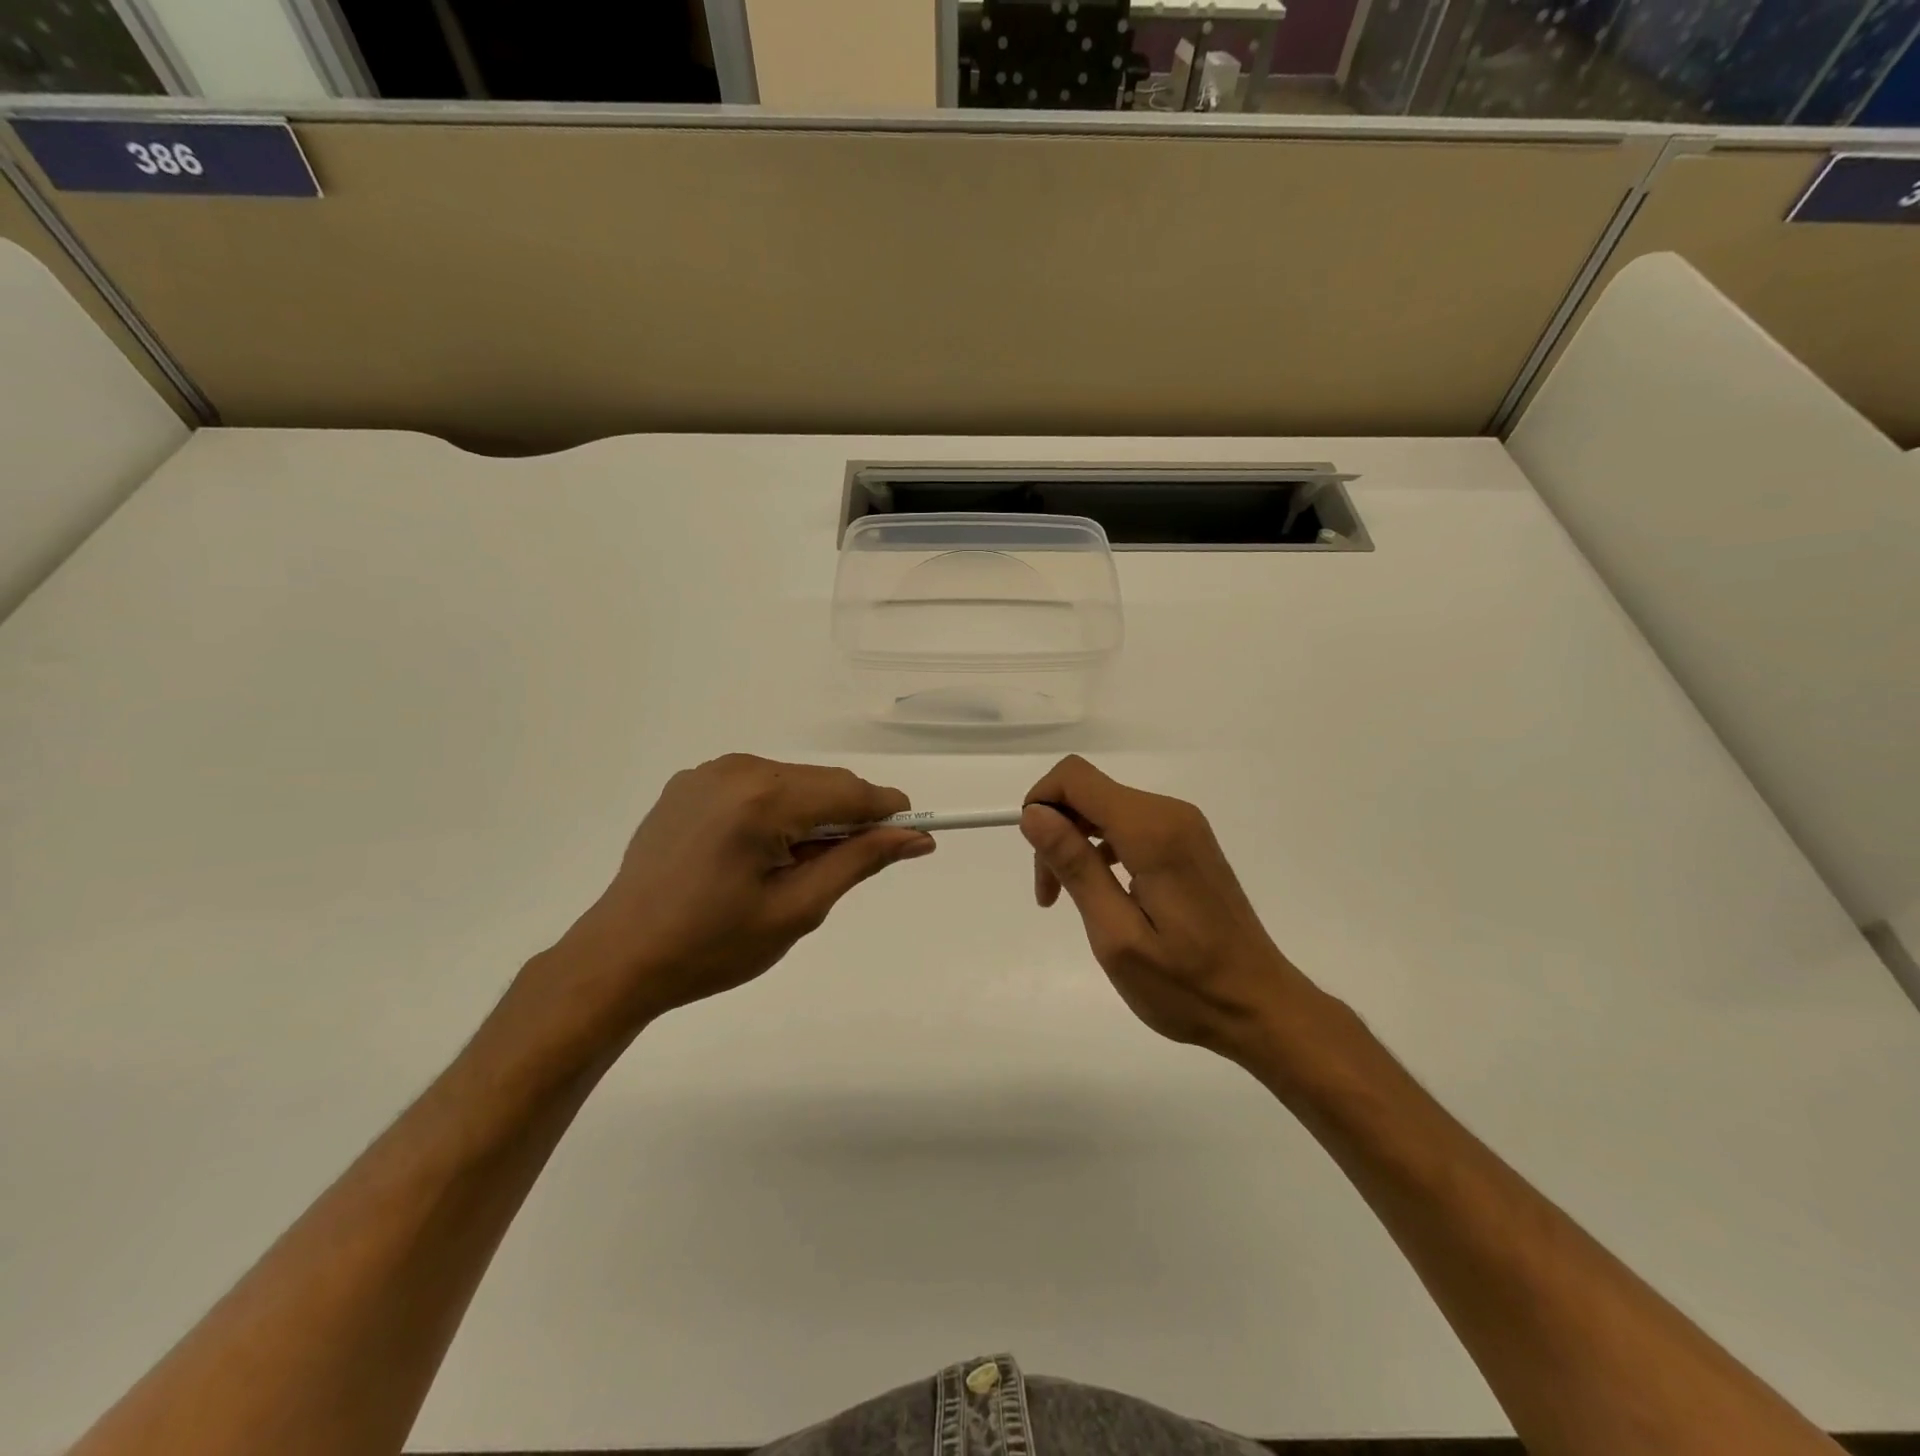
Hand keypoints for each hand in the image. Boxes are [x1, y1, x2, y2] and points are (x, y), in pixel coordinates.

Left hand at [532, 755, 933, 1036]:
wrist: (620, 958)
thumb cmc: (713, 946)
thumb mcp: (798, 909)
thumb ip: (859, 862)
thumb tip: (915, 837)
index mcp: (763, 798)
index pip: (849, 791)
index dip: (888, 812)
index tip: (913, 837)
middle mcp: (736, 769)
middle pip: (821, 782)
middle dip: (847, 818)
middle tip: (845, 868)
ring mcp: (707, 773)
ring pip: (790, 782)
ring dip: (810, 815)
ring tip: (793, 867)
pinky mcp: (688, 784)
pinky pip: (754, 786)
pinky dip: (775, 811)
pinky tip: (757, 853)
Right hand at [1021, 755, 1316, 1062]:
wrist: (1260, 1007)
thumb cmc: (1186, 985)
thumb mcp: (1116, 935)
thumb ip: (1075, 867)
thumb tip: (1033, 814)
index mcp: (1152, 831)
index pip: (1075, 777)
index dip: (1041, 803)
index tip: (1036, 857)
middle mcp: (1169, 814)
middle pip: (1088, 791)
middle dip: (1056, 830)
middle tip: (1050, 894)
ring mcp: (1183, 827)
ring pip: (1105, 808)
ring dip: (1076, 843)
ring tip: (1069, 899)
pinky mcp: (1187, 843)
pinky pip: (1129, 826)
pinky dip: (1102, 850)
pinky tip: (1102, 892)